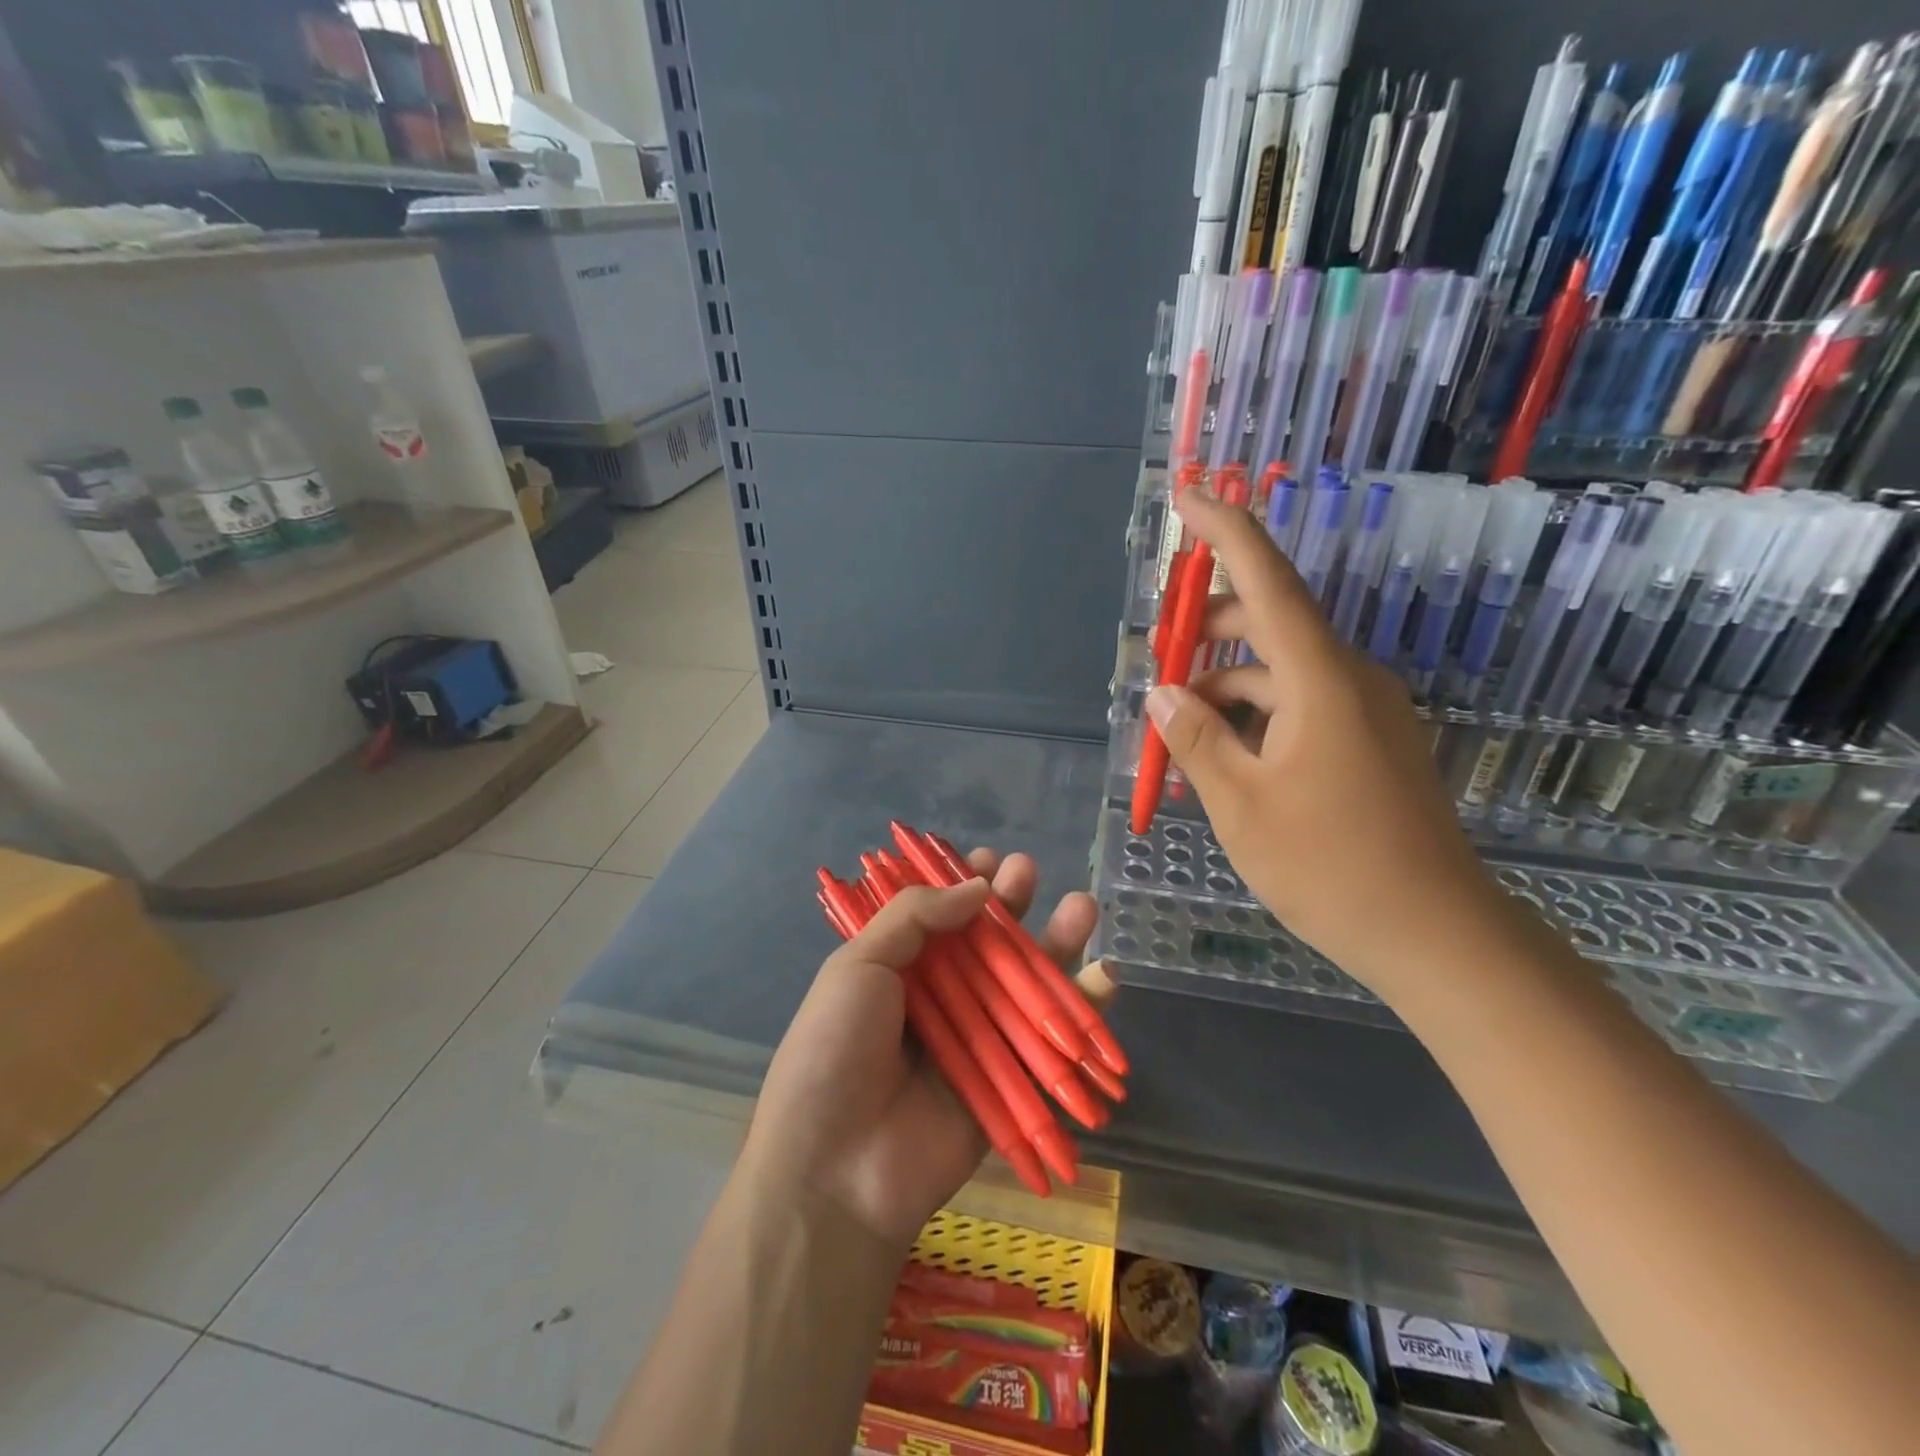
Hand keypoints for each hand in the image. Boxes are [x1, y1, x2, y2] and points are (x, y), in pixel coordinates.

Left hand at [743, 849, 1098, 1251]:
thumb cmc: (834, 1050)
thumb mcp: (858, 964)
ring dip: (1056, 945)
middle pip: (986, 944)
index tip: (990, 861)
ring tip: (1084, 906)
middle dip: (1011, 905)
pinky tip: (1104, 974)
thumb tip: (977, 885)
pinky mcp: (1009, 1084)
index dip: (963, 886)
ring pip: (1025, 985)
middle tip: (1030, 871)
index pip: (938, 916)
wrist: (835, 1169)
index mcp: (897, 970)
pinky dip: (1083, 1011)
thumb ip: (915, 916)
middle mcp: (939, 1000)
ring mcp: (976, 1041)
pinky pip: (1050, 1043)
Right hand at [1145, 490, 1509, 995]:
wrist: (1435, 934)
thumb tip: (1161, 693)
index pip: (1266, 579)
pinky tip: (1219, 756)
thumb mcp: (1239, 803)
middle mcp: (1348, 678)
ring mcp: (1364, 711)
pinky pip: (1298, 707)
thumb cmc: (1329, 865)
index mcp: (1320, 678)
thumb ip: (1194, 738)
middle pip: (1266, 625)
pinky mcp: (1368, 742)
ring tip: (1175, 730)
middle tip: (1154, 664)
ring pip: (1278, 673)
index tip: (1188, 494)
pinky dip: (1253, 718)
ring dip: (1223, 687)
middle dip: (1205, 633)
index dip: (1224, 531)